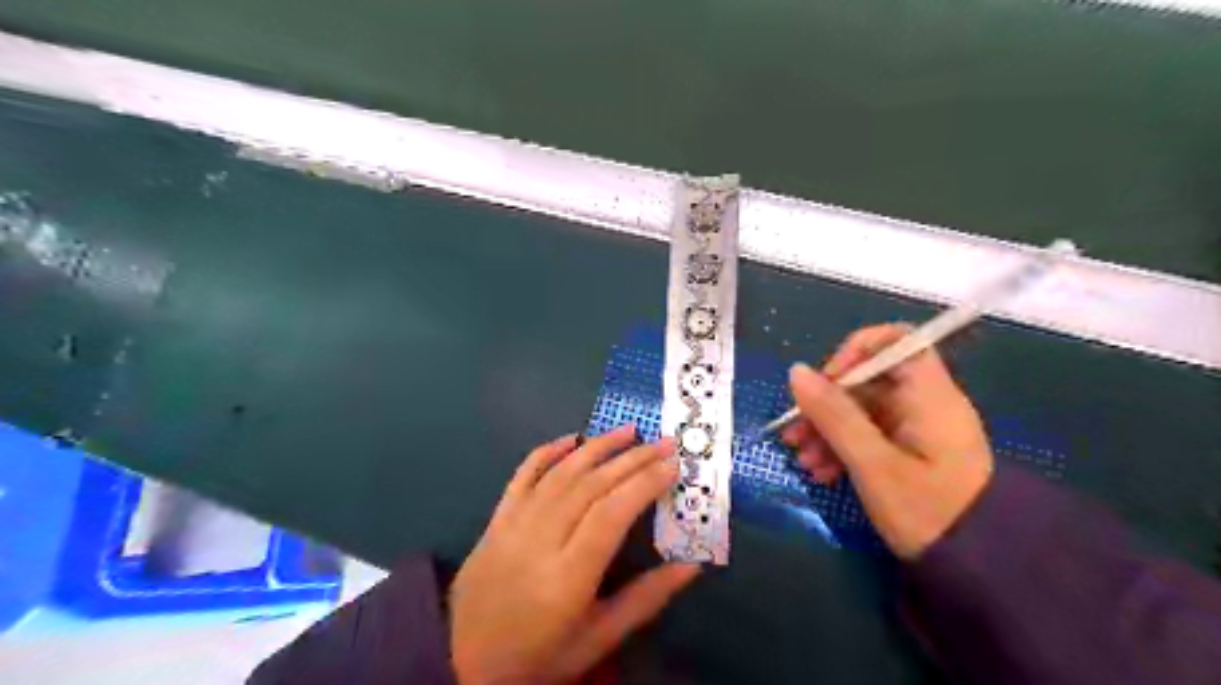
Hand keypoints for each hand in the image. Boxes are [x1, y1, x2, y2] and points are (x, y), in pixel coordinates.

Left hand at [449, 426, 699, 680]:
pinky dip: (548, 451)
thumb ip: (646, 598)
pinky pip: (523, 474)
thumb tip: (692, 565)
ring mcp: (513, 525)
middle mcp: (539, 541)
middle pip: (590, 486)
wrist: (466, 662)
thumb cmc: (542, 655)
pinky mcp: (496, 519)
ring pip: (561, 473)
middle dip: (632, 459)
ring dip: (597, 447)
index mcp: (567, 577)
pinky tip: (572, 438)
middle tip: (664, 442)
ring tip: (629, 430)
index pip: (611, 514)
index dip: (644, 484)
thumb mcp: (599, 638)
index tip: (673, 464)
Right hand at [781, 323, 990, 558]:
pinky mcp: (909, 451)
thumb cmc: (928, 511)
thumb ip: (834, 415)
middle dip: (825, 404)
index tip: (827, 381)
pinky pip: (868, 435)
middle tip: (794, 434)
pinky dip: (842, 447)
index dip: (856, 351)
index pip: (895, 341)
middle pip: (867, 381)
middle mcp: (923, 403)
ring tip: (802, 460)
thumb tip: (796, 372)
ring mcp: (916, 428)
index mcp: (928, 395)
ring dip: (826, 430)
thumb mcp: (873, 464)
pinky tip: (820, 472)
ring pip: (861, 410)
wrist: (979, 570)